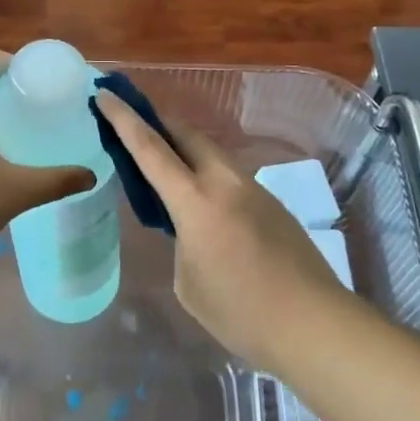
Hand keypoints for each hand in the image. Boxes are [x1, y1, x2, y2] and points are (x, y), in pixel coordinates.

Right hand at [95, 90, 346, 367]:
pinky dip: (207, 176)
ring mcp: (253, 189)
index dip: (123, 118)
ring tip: (167, 170)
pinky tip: (206, 209)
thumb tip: (190, 229)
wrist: (315, 325)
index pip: (149, 148)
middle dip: (157, 124)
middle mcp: (224, 182)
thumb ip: (181, 243)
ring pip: (211, 154)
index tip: (104, 94)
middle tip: (134, 127)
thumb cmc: (241, 312)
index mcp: (195, 200)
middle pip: (185, 135)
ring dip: (184, 152)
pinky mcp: (272, 204)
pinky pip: (229, 177)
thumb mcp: (188, 282)